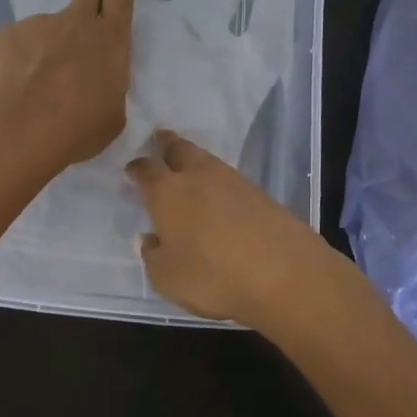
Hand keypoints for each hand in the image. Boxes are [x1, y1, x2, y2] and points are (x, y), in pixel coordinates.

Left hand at [0, 0, 134, 176]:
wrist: (20, 130)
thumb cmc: (78, 129)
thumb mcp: (111, 114)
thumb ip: (106, 87)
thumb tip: (91, 79)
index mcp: (111, 41)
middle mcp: (76, 23)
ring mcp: (39, 25)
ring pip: (48, 32)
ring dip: (47, 50)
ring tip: (38, 86)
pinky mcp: (8, 35)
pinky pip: (19, 47)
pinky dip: (20, 64)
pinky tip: (15, 88)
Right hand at [124, 130, 341, 325]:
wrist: (284, 274)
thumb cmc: (212, 277)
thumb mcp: (167, 278)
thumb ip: (152, 256)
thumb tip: (149, 238)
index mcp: (167, 193)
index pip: (145, 170)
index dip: (136, 169)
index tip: (131, 170)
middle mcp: (198, 177)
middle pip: (179, 149)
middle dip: (167, 143)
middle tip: (160, 139)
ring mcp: (234, 182)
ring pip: (207, 161)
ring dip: (194, 161)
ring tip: (189, 169)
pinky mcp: (262, 194)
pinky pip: (230, 180)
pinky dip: (220, 183)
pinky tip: (220, 197)